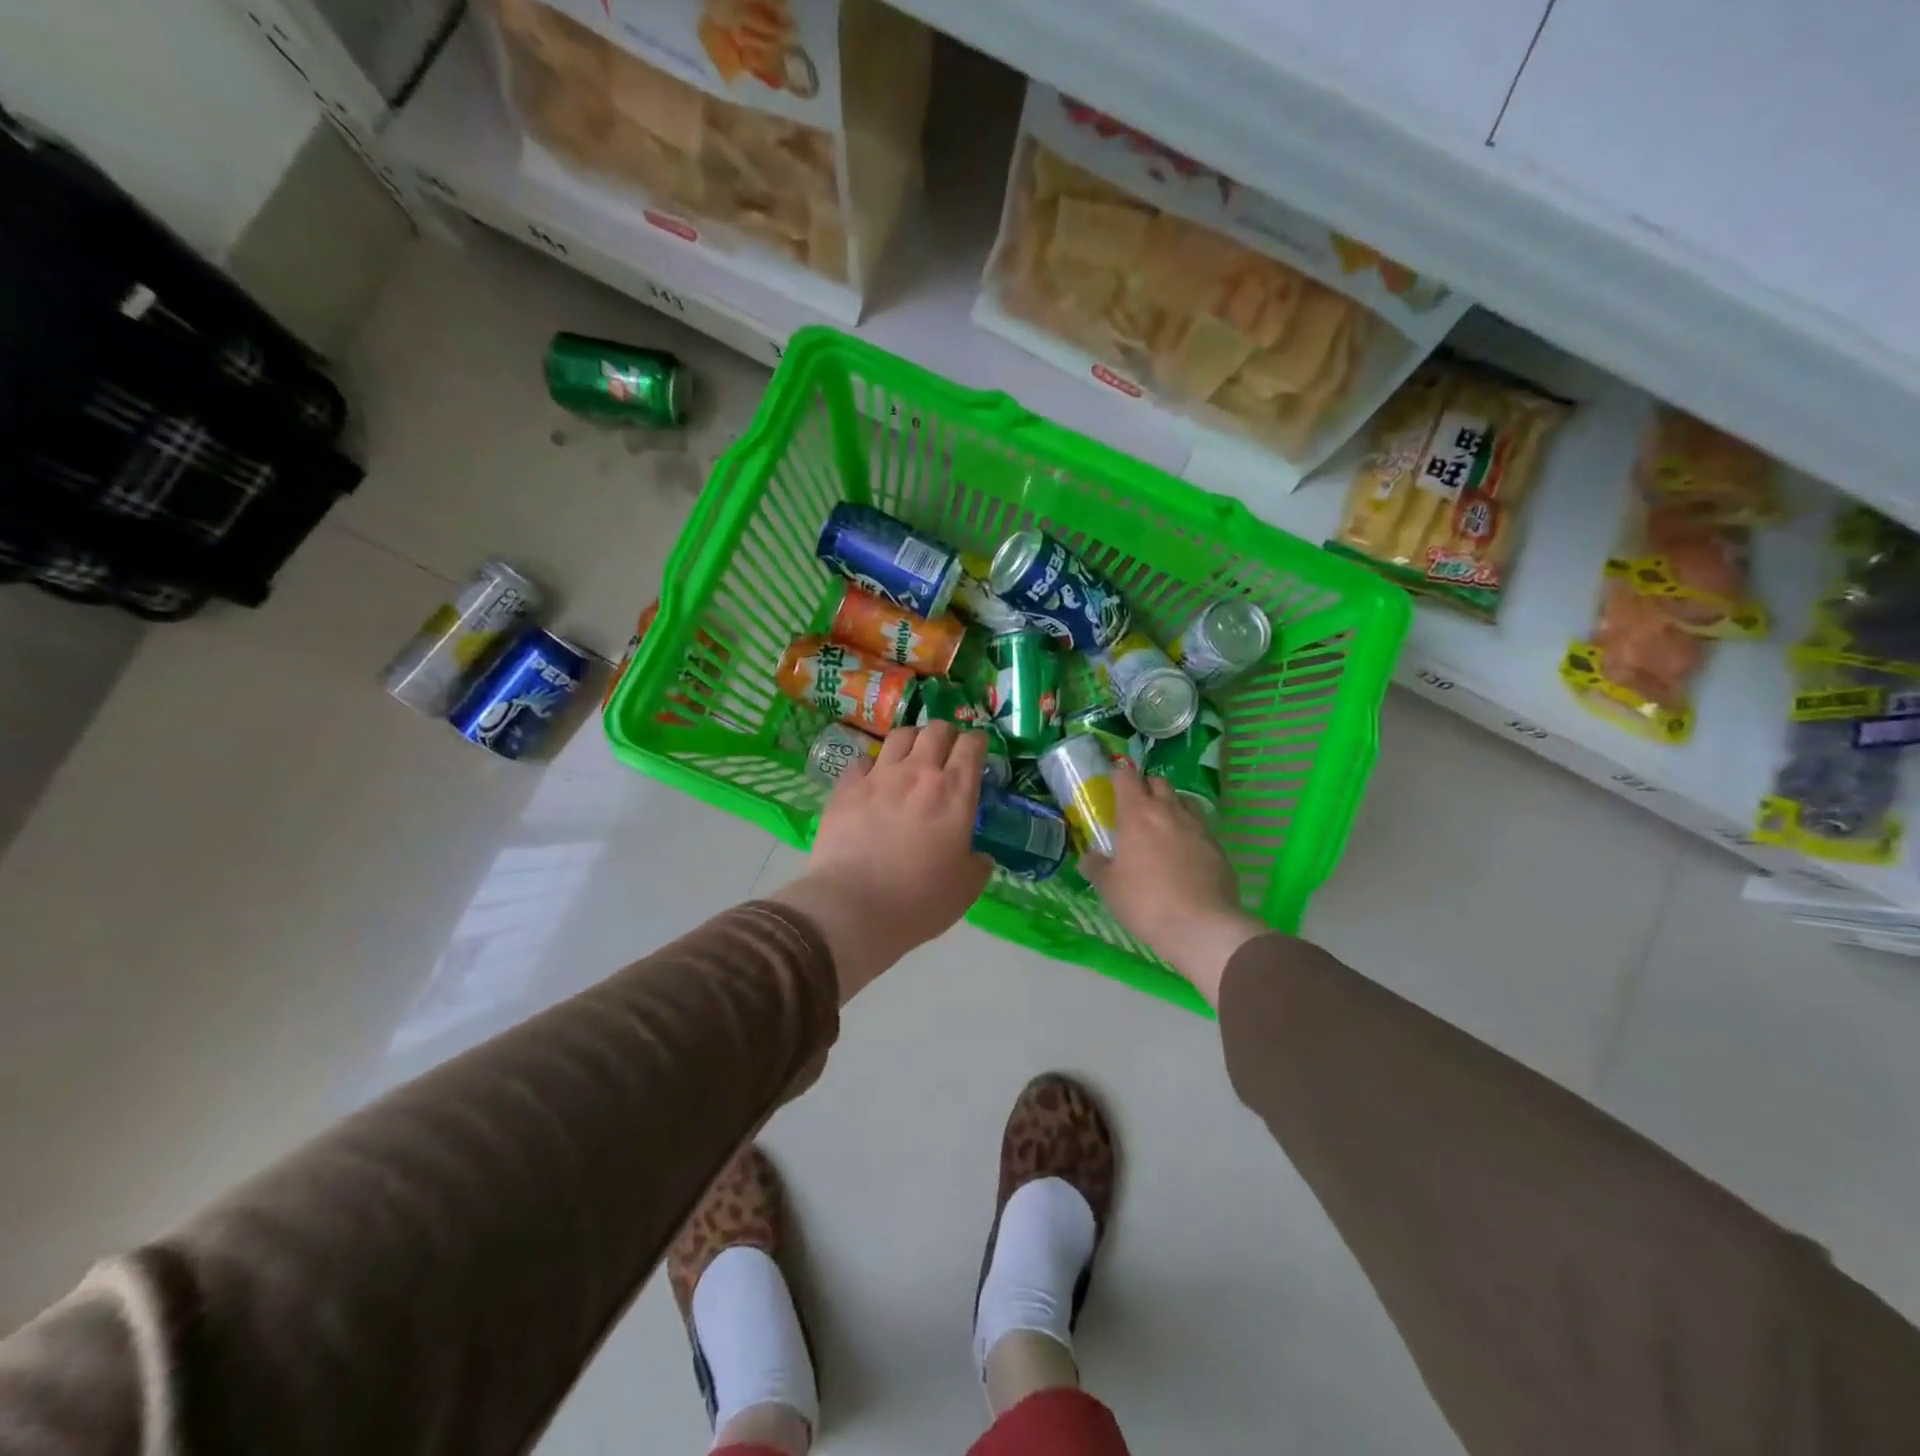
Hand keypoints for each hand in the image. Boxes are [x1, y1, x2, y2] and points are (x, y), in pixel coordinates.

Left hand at [771, 721, 992, 1000]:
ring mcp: (879, 776)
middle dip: (947, 735)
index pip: (972, 744)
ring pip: (900, 736)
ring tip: (912, 757)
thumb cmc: (919, 900)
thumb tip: (979, 856)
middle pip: (936, 730)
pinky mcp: (846, 787)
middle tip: (947, 753)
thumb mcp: (966, 888)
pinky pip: (863, 760)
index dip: (978, 743)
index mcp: (955, 792)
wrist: (853, 908)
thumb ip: (978, 863)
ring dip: (912, 741)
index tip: (978, 752)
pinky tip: (873, 780)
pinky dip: (873, 765)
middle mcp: (919, 772)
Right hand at [1079, 761, 1262, 1006]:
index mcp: (1137, 814)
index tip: (1113, 783)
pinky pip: (1201, 828)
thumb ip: (1096, 866)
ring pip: (1183, 801)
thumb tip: (1089, 857)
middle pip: (1158, 782)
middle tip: (1136, 809)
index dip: (1119, 774)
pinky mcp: (1218, 847)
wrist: (1200, 926)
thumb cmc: (1144, 901)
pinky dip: (1189, 833)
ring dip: (1171, 806)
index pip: (1127, 776)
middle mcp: (1169, 811)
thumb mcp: (1108, 887)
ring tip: (1162, 828)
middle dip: (1146, 787)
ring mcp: (1198, 827)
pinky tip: (1185, 855)